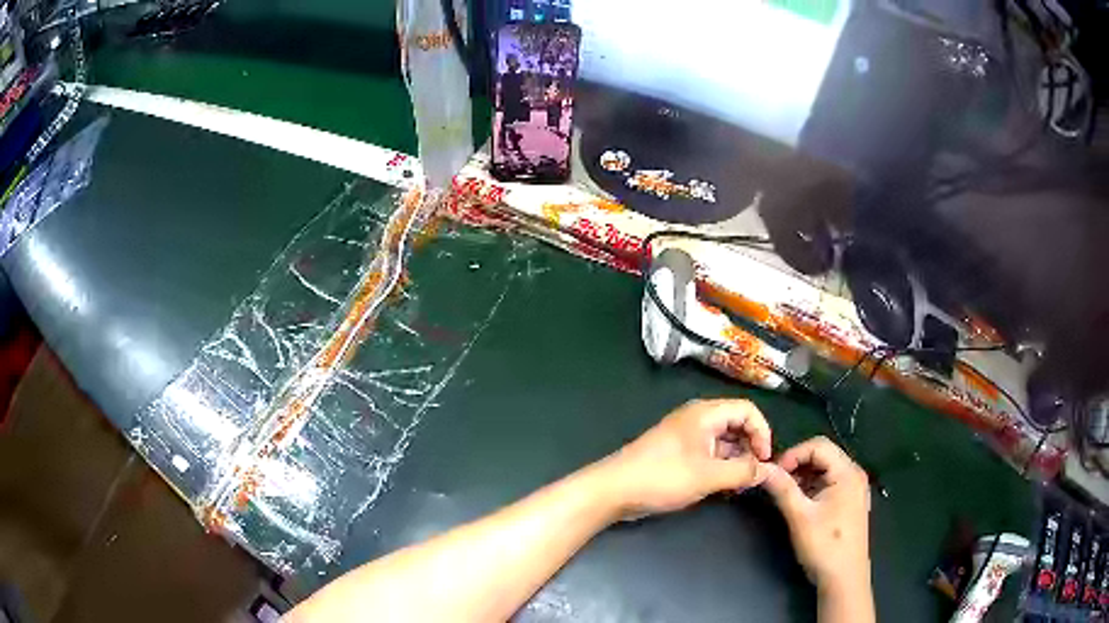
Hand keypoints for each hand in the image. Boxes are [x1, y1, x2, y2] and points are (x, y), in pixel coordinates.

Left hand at [600, 399, 772, 516]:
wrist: (614, 490)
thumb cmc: (662, 477)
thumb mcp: (708, 476)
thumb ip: (742, 471)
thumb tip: (768, 470)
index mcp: (705, 414)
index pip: (747, 410)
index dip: (762, 432)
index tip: (766, 460)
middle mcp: (698, 420)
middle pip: (736, 425)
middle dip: (750, 448)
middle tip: (754, 476)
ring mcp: (687, 437)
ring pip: (723, 443)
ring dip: (736, 461)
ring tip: (740, 485)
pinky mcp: (678, 455)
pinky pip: (709, 455)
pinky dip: (721, 468)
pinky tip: (724, 488)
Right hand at [761, 437, 870, 594]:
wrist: (844, 578)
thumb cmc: (824, 546)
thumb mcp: (799, 517)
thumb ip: (782, 489)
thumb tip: (763, 469)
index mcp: (847, 473)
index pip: (818, 446)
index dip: (793, 454)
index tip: (773, 472)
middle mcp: (854, 475)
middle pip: (823, 455)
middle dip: (797, 465)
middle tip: (775, 482)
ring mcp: (854, 489)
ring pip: (825, 470)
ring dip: (803, 477)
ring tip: (784, 494)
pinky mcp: (850, 502)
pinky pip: (829, 483)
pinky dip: (812, 487)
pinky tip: (799, 503)